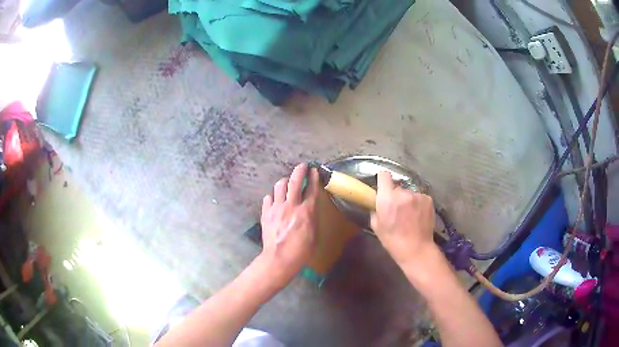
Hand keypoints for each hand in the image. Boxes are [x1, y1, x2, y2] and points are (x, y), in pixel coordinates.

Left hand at [259, 163, 318, 286]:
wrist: (279, 259)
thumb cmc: (301, 251)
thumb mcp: (313, 234)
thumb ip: (311, 217)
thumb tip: (310, 208)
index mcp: (306, 212)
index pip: (311, 189)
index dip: (313, 178)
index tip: (314, 170)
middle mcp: (291, 206)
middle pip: (294, 181)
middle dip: (299, 170)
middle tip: (302, 166)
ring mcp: (276, 208)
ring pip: (279, 186)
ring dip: (285, 181)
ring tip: (287, 182)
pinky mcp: (266, 213)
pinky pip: (268, 198)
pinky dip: (273, 196)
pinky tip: (275, 199)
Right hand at [370, 171, 436, 266]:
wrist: (416, 249)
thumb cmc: (393, 240)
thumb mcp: (376, 226)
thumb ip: (376, 210)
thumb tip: (378, 203)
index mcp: (387, 198)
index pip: (384, 175)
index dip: (383, 180)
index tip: (383, 187)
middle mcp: (403, 193)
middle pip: (397, 187)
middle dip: (396, 195)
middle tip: (397, 209)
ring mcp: (417, 195)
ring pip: (409, 193)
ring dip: (408, 200)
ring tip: (410, 215)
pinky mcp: (428, 199)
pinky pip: (420, 197)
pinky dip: (418, 204)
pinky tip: (418, 216)